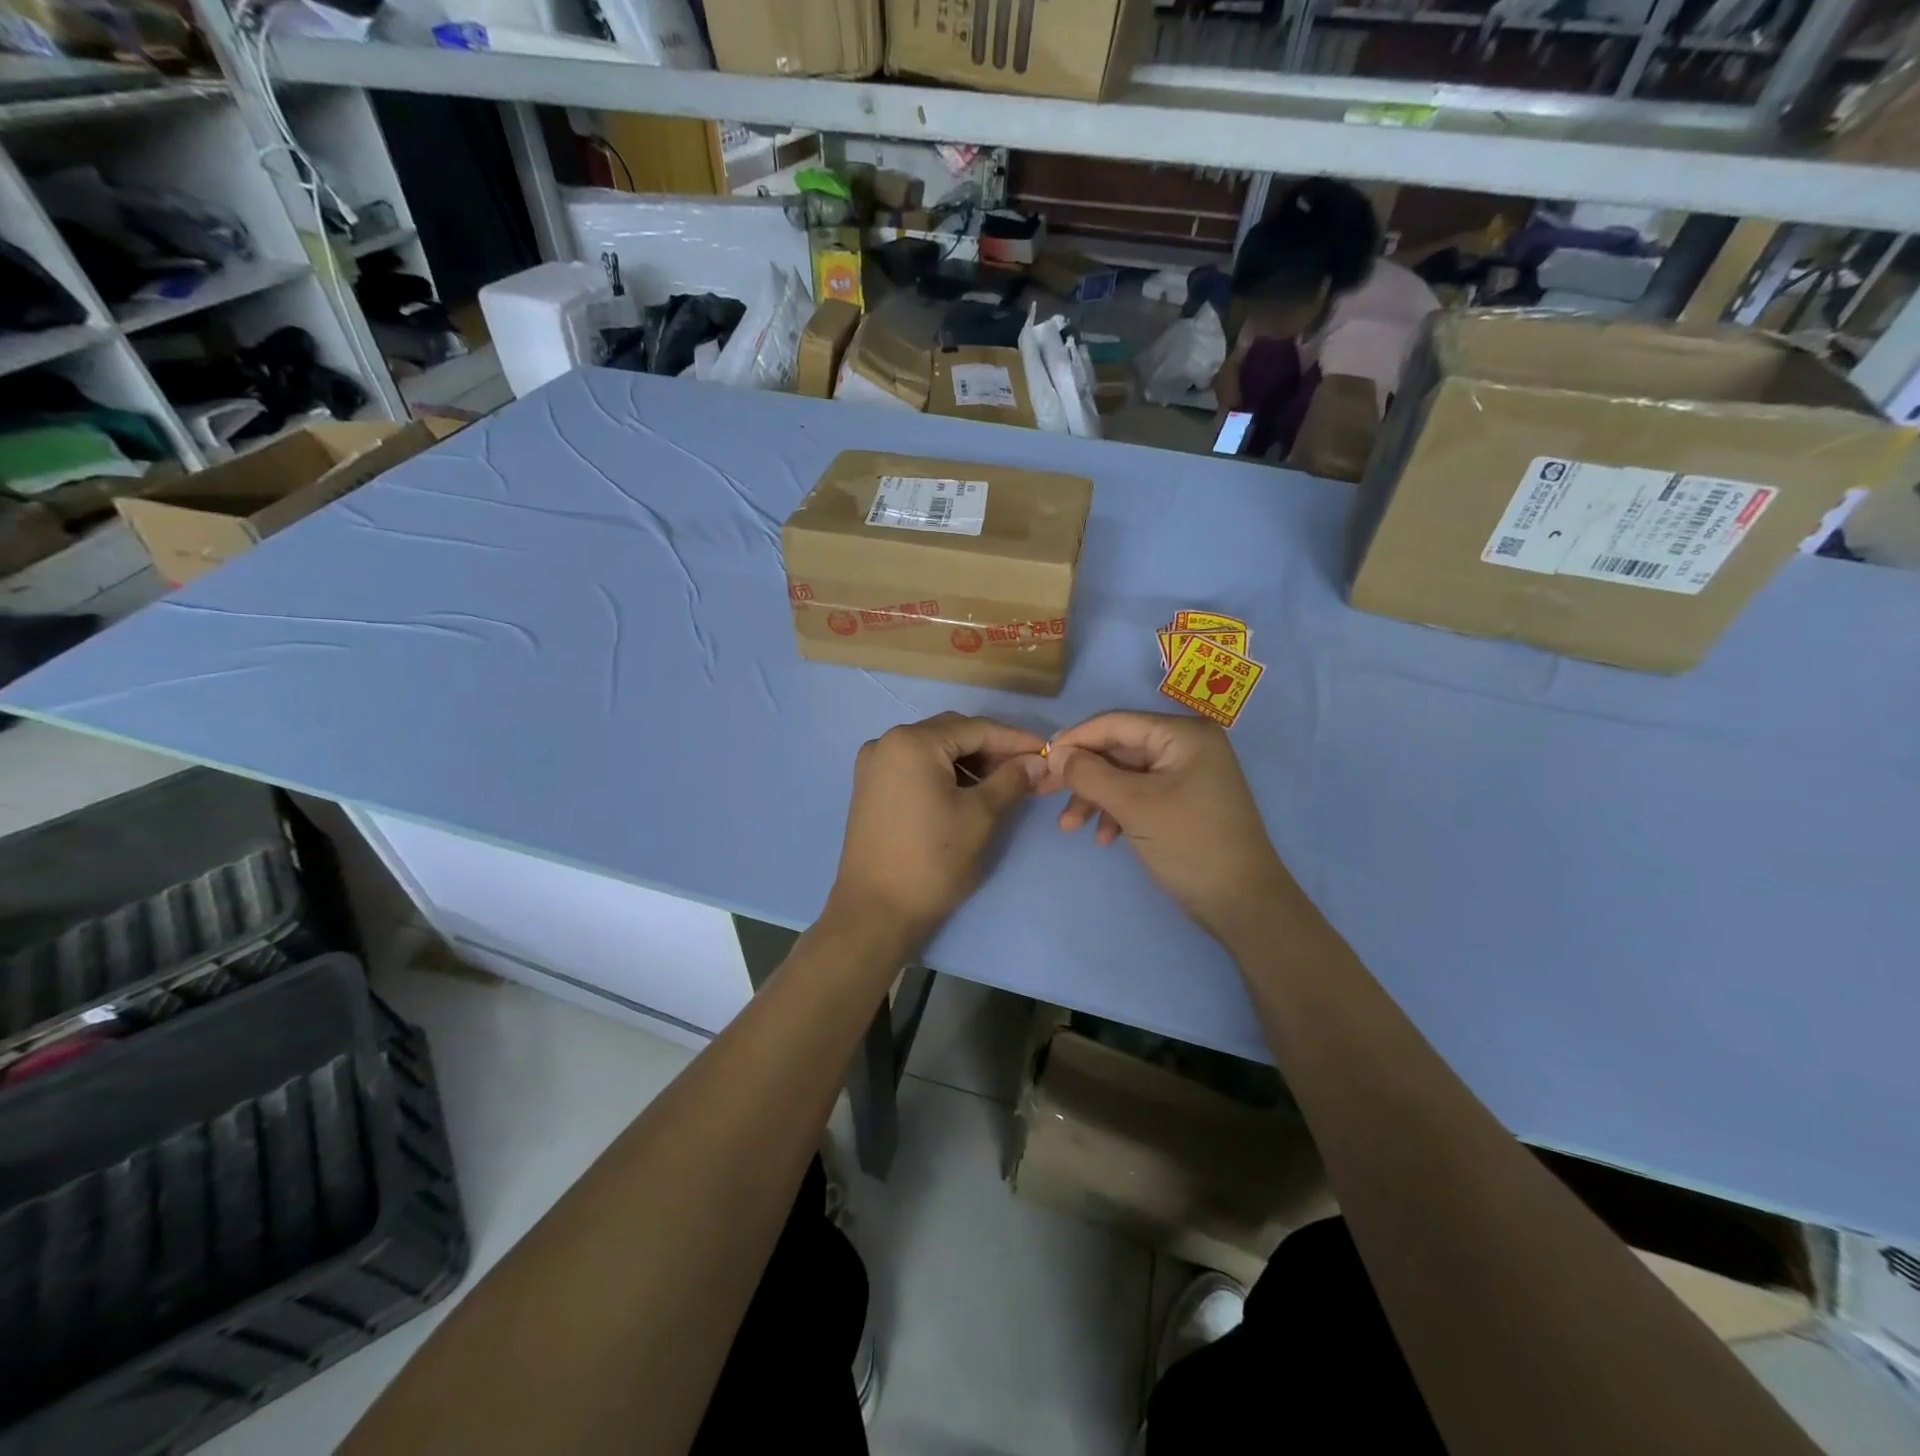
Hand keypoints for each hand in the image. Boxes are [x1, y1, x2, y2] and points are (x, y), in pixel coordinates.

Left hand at [828, 713, 1046, 948]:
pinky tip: (968, 792)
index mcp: (912, 742)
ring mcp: (873, 765)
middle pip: (951, 732)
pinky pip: (915, 767)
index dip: (1015, 739)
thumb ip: (1011, 780)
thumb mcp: (980, 816)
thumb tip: (1037, 762)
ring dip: (968, 762)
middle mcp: (887, 743)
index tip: (1046, 752)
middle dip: (991, 749)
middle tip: (1027, 769)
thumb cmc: (933, 860)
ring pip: (933, 750)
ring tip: (1002, 784)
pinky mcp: (870, 788)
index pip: (975, 728)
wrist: (875, 912)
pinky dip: (944, 773)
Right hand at [1043, 711, 1293, 945]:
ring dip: (1095, 798)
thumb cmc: (1190, 844)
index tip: (1041, 761)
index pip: (1115, 723)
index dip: (1075, 739)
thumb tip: (1055, 753)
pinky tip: (1104, 839)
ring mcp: (1187, 774)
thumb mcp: (1134, 806)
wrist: (1243, 904)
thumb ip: (1090, 774)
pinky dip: (1117, 812)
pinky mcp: (1184, 801)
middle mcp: (1186, 745)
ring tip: (1069, 827)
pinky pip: (1139, 795)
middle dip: (1082, 775)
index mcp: (1183, 734)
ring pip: (1124, 775)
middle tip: (1044, 794)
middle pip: (1118, 750)